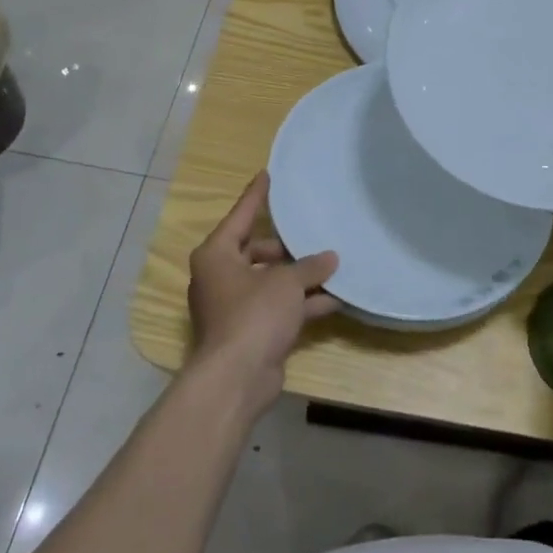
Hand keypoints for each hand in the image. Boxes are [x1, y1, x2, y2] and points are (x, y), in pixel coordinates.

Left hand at [186, 171, 338, 413]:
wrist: (237, 378)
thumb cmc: (253, 315)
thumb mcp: (285, 283)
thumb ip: (309, 266)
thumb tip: (331, 258)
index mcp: (217, 255)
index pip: (241, 216)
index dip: (256, 195)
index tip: (268, 174)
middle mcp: (221, 276)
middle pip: (257, 250)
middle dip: (287, 245)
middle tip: (313, 230)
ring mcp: (235, 306)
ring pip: (271, 281)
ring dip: (300, 276)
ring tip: (334, 263)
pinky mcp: (251, 330)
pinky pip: (279, 307)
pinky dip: (302, 303)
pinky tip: (336, 298)